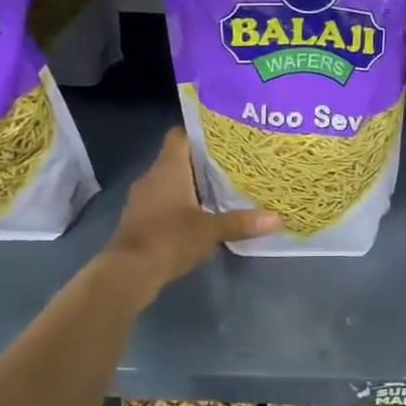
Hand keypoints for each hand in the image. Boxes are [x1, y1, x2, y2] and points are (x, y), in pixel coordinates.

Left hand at [104, 129, 277, 290]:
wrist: (128, 272)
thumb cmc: (169, 239)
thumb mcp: (211, 231)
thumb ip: (242, 222)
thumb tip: (277, 218)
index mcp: (169, 168)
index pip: (180, 135)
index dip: (200, 133)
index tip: (224, 137)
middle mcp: (153, 176)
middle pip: (178, 158)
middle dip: (203, 161)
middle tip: (233, 164)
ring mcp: (142, 198)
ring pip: (171, 181)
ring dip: (192, 184)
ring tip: (222, 188)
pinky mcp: (140, 218)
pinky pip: (164, 200)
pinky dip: (180, 203)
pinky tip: (201, 214)